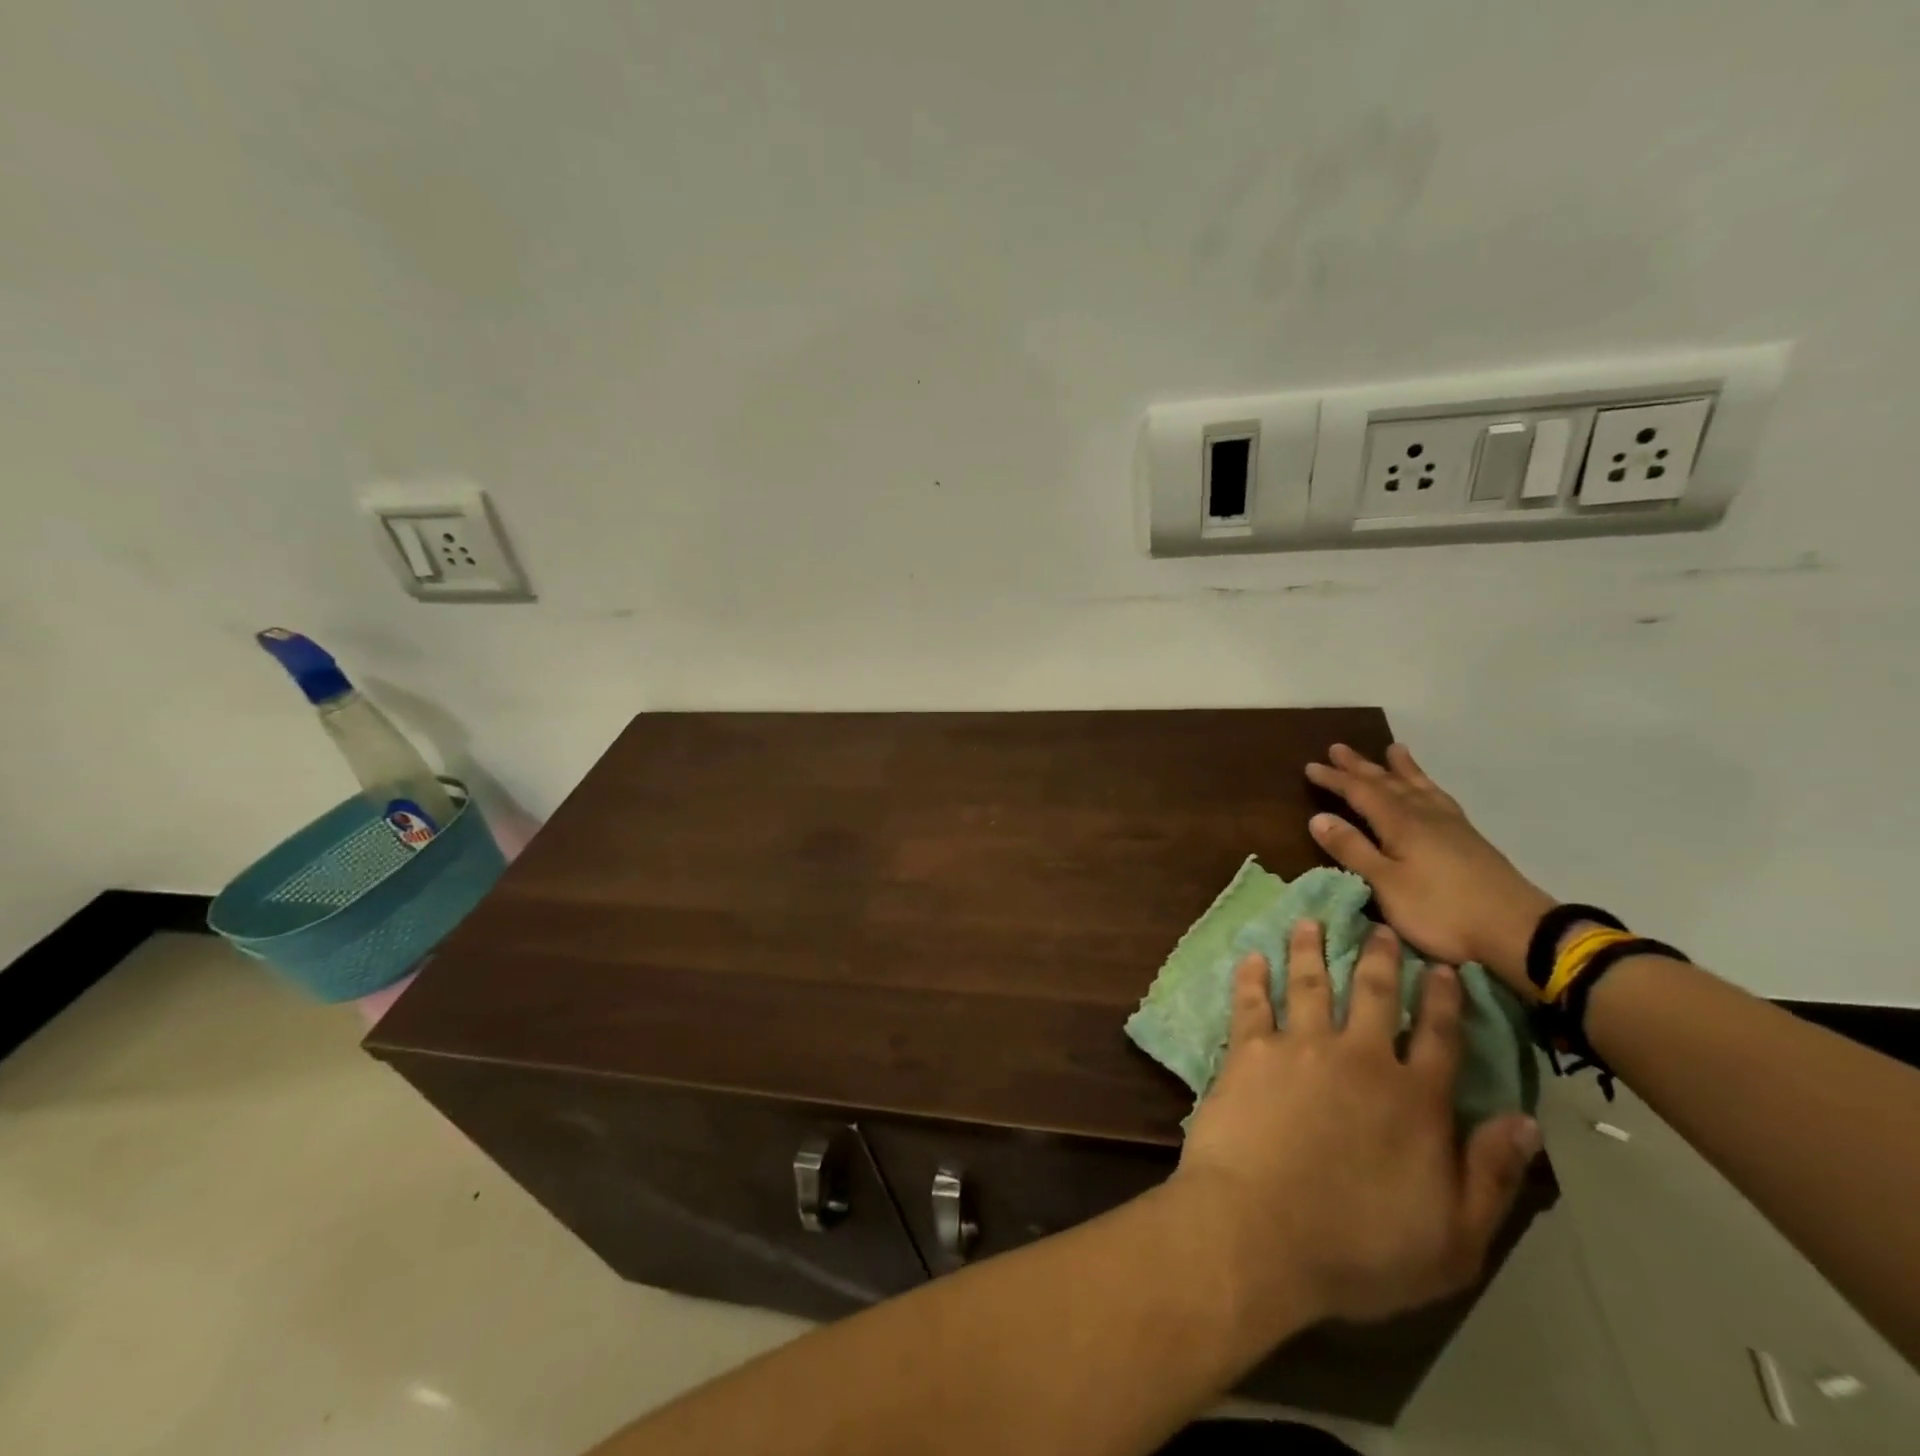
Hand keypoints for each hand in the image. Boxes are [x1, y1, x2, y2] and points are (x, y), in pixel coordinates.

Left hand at [1173, 923, 1540, 1333]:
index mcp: (1414, 1100)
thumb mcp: (1455, 1240)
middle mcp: (1359, 1059)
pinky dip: (1251, 976)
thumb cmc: (1360, 1248)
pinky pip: (1251, 1002)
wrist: (1260, 1231)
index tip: (1443, 967)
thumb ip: (1492, 1176)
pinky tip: (1251, 956)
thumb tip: (1526, 1122)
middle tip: (1378, 927)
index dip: (1443, 1000)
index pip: (1438, 1037)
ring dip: (1310, 949)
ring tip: (1309, 921)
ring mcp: (1300, 1047)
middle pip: (1373, 994)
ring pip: (1309, 983)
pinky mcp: (1249, 1050)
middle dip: (1379, 957)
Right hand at [1305, 743, 1551, 993]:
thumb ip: (1352, 850)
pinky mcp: (1470, 840)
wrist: (1518, 932)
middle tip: (1339, 748)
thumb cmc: (1441, 910)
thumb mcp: (1386, 884)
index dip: (1335, 779)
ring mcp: (1452, 827)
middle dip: (1361, 766)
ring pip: (1418, 787)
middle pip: (1388, 783)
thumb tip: (1318, 818)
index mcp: (1401, 824)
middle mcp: (1425, 816)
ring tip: (1394, 750)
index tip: (1311, 766)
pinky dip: (1428, 787)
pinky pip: (1440, 799)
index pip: (1360, 793)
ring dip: (1401, 769)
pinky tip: (1429, 791)